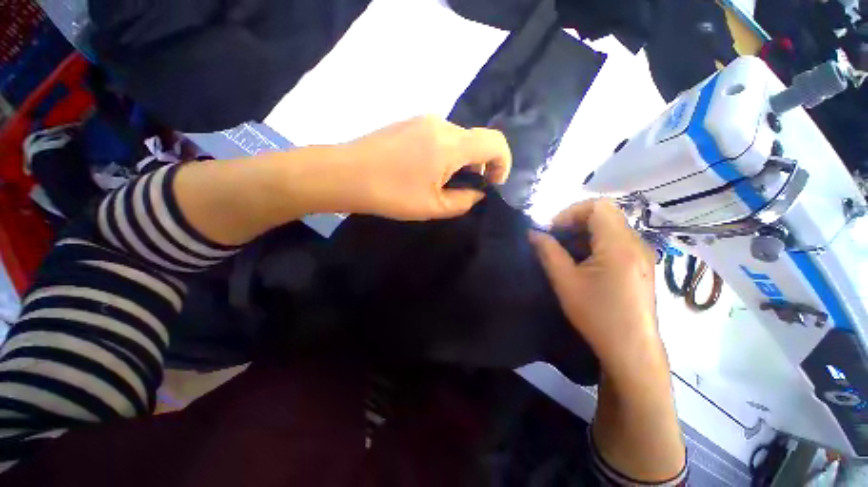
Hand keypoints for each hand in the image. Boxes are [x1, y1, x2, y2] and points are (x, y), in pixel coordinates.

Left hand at [335, 115, 510, 219]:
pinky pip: (439, 136)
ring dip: (460, 161)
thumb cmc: (391, 193)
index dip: (502, 164)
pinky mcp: (409, 122)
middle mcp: (441, 123)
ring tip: (441, 183)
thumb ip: (464, 201)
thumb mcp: (434, 206)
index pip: (496, 142)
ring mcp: (422, 120)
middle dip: (479, 166)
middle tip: (463, 190)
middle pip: (476, 141)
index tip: (491, 184)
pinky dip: (444, 153)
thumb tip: (478, 192)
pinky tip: (424, 171)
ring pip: (457, 139)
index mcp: (451, 143)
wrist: (345, 174)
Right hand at [529, 199, 662, 375]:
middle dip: (574, 224)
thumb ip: (547, 251)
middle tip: (555, 242)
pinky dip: (595, 245)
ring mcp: (642, 254)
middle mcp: (637, 243)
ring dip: (583, 235)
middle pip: (604, 215)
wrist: (632, 350)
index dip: (570, 213)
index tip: (552, 231)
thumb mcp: (565, 281)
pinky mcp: (641, 266)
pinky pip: (616, 243)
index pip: (597, 206)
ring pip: (609, 229)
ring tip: (566, 255)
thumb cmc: (597, 315)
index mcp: (619, 244)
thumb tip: (532, 233)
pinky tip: (583, 265)